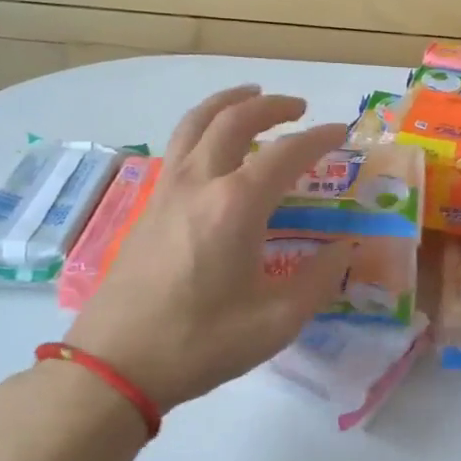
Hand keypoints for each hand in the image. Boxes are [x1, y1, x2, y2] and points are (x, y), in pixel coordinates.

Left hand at [62, 86, 354, 412]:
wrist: (115, 364)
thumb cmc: (201, 342)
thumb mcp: (276, 320)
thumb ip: (319, 279)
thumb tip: (345, 249)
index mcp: (236, 205)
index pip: (286, 153)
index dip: (319, 138)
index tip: (341, 132)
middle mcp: (200, 182)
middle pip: (235, 119)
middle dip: (272, 106)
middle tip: (300, 107)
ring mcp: (167, 190)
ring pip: (196, 122)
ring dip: (228, 102)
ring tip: (252, 96)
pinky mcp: (149, 205)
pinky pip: (179, 144)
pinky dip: (204, 127)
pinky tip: (214, 146)